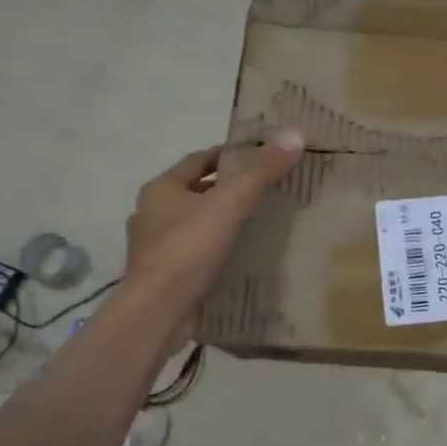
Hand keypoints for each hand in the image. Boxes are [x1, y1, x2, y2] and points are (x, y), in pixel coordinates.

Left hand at [124, 132, 304, 310]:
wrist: (157, 312)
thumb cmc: (188, 249)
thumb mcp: (230, 204)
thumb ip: (261, 172)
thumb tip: (295, 134)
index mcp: (161, 189)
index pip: (198, 160)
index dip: (228, 155)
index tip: (258, 156)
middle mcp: (151, 213)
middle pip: (194, 191)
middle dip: (225, 189)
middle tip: (263, 190)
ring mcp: (153, 247)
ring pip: (192, 223)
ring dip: (218, 221)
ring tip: (254, 224)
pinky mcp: (162, 275)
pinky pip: (192, 253)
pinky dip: (212, 250)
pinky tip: (236, 257)